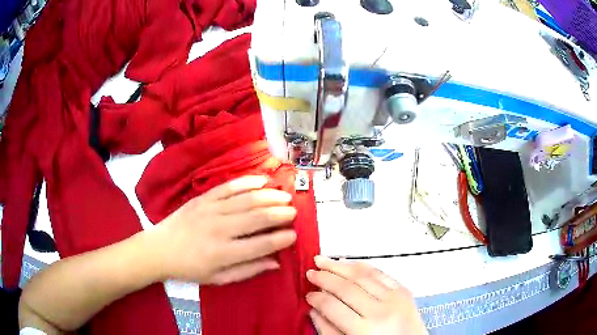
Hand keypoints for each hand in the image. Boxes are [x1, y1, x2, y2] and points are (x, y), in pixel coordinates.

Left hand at [153, 175, 296, 284]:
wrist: (161, 249)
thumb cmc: (190, 268)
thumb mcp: (219, 278)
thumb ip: (248, 270)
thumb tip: (275, 263)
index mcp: (224, 253)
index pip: (260, 245)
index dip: (281, 239)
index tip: (294, 235)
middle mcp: (219, 229)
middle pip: (257, 218)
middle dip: (280, 213)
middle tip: (293, 212)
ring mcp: (210, 210)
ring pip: (246, 199)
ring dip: (269, 196)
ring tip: (285, 195)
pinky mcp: (203, 198)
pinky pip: (229, 186)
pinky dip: (247, 182)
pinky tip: (262, 180)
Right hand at [306, 257, 427, 334]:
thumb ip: (329, 330)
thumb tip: (313, 310)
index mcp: (364, 330)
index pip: (333, 306)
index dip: (317, 298)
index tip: (307, 294)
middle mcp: (381, 311)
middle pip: (347, 287)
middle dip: (325, 277)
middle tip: (310, 272)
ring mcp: (395, 298)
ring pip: (363, 275)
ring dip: (341, 266)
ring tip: (324, 260)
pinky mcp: (404, 291)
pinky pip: (381, 274)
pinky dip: (364, 266)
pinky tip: (350, 263)